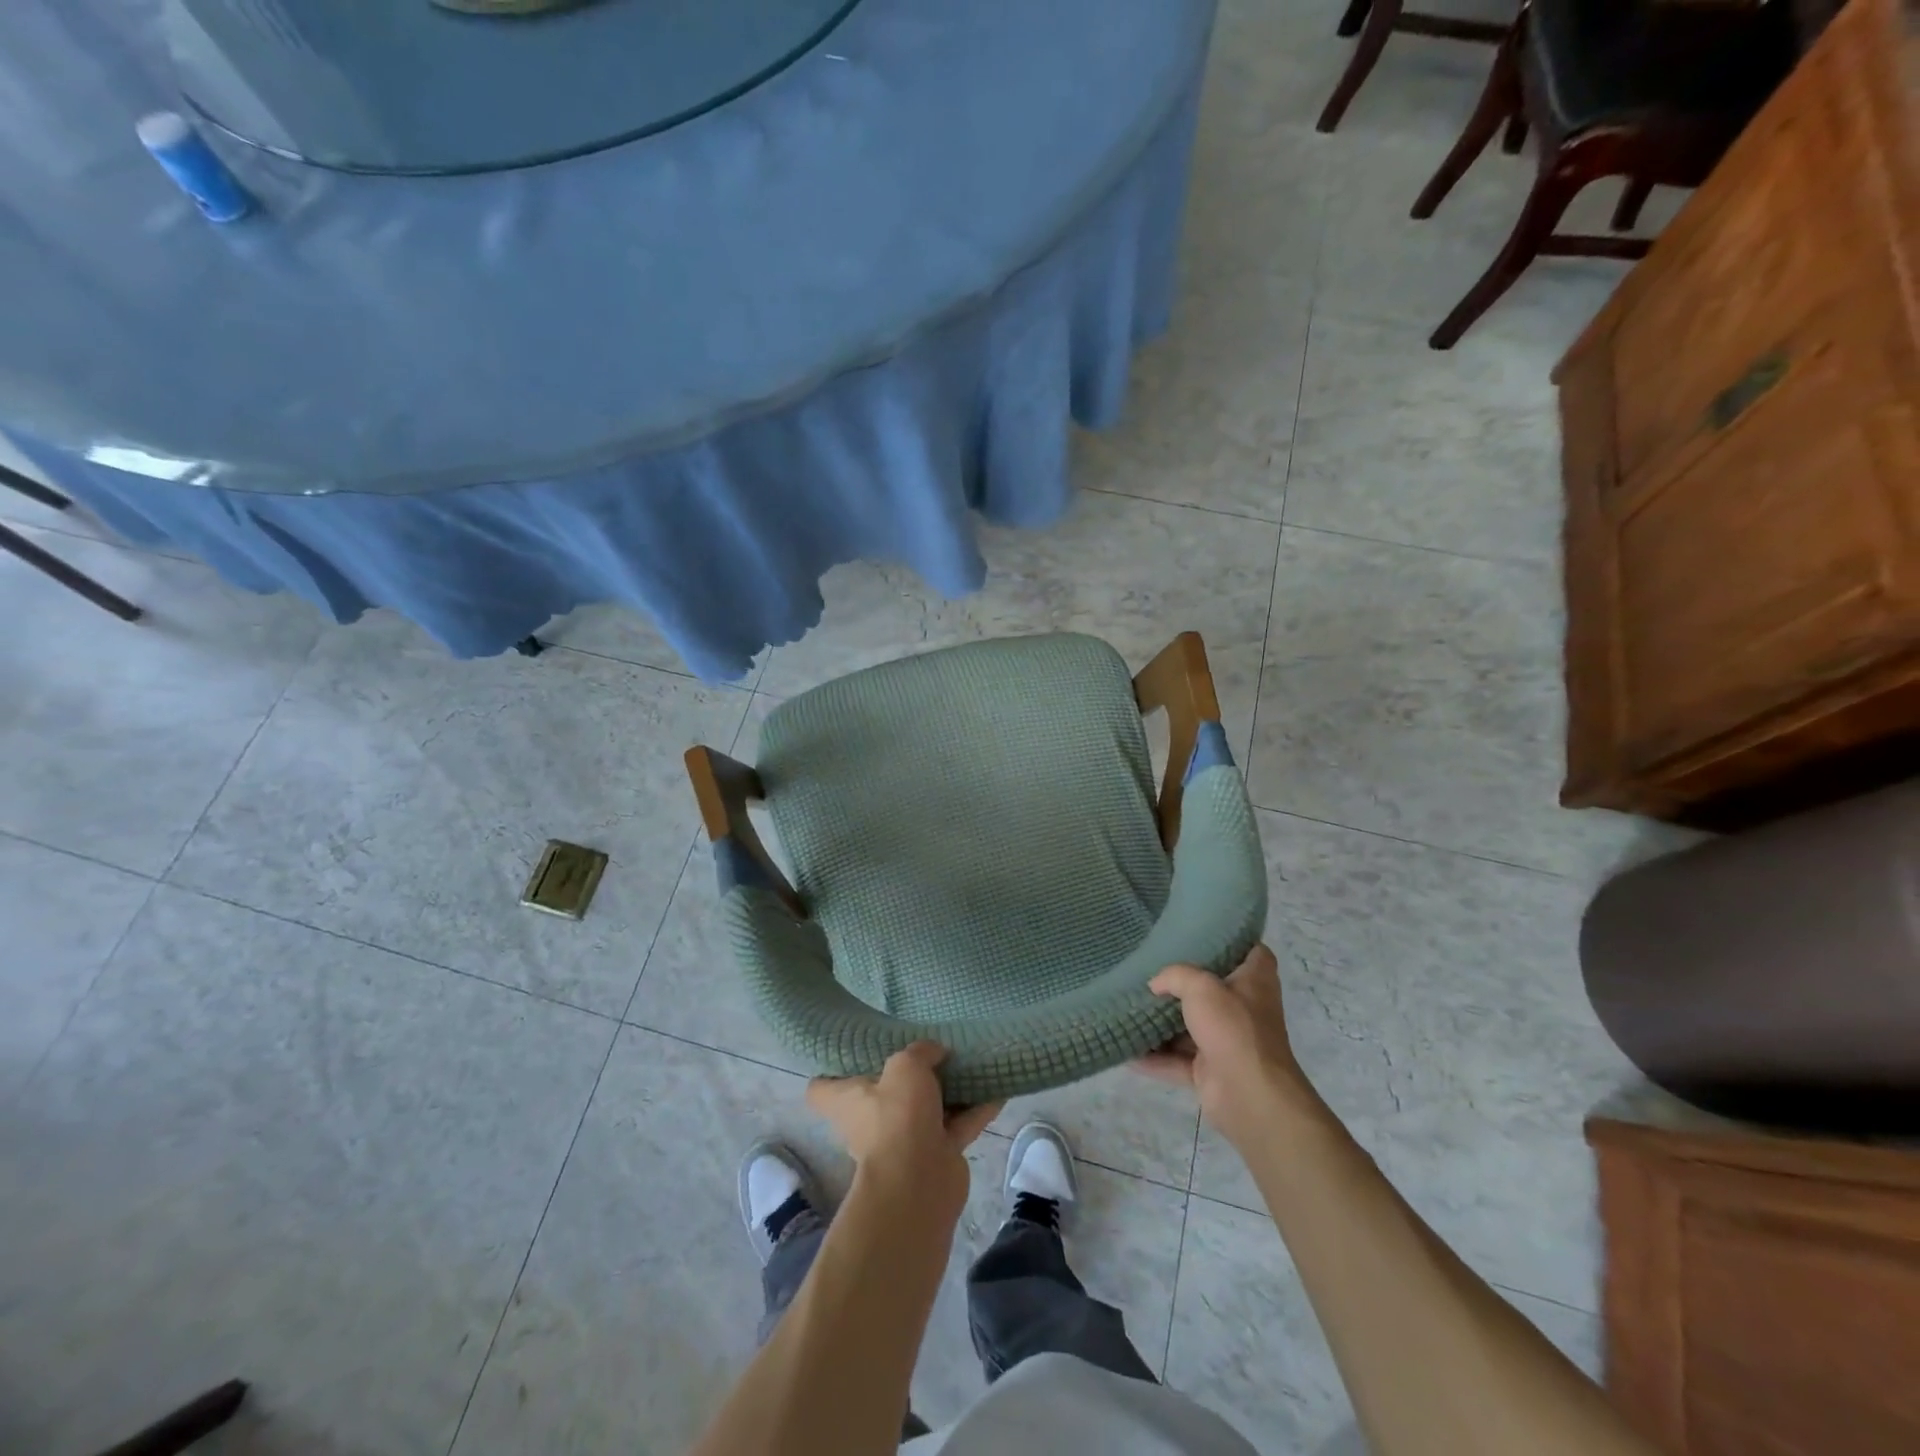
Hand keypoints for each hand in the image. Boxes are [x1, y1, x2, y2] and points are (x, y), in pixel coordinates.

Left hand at [807, 1042, 1000, 1208]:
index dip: (829, 1071)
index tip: (849, 1052)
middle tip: (924, 1050)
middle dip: (903, 1078)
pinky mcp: (936, 1156)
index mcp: (847, 1102)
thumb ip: (920, 1052)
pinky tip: (998, 1088)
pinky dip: (976, 1109)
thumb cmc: (897, 1116)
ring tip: (968, 1063)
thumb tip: (935, 1053)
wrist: (920, 1182)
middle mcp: (870, 1122)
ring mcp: (904, 1142)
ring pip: (925, 1109)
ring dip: (946, 1092)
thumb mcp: (905, 1065)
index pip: (821, 1089)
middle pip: (880, 1096)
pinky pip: (958, 1125)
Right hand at [1134, 943, 1323, 1146]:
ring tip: (1131, 1007)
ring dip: (1163, 1023)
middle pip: (1214, 990)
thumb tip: (1155, 984)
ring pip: (1191, 1027)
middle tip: (1153, 968)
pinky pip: (1177, 1060)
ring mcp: (1227, 1042)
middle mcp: (1244, 1010)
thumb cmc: (1233, 1028)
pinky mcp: (1210, 1071)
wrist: (1249, 1096)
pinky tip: (1127, 1051)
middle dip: (1185, 983)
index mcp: (1254, 983)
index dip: (1235, 942)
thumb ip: (1175, 976)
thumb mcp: (1201, 987)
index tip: (1205, 935)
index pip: (1253, 953)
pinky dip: (1154, 1058)